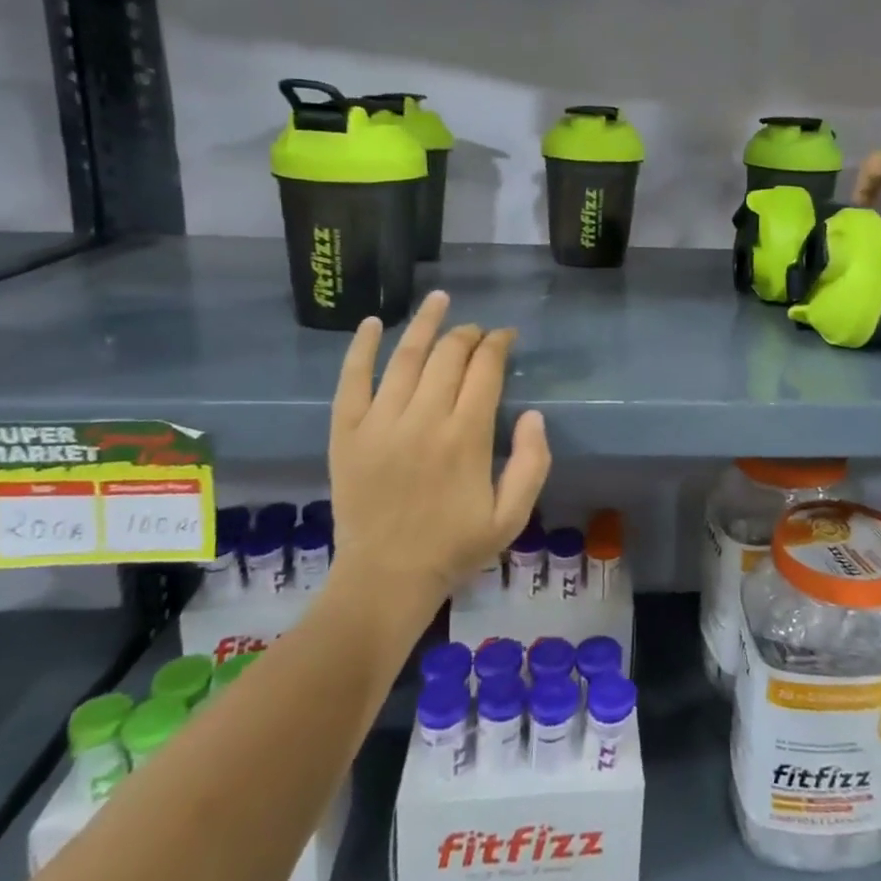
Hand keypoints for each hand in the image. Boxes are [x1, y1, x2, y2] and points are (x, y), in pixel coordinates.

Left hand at [327, 292, 550, 605]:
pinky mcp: (347, 433)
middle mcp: (424, 419)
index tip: (506, 337)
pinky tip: (373, 323)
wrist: (386, 580)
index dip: (498, 344)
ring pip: (405, 357)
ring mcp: (380, 423)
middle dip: (468, 334)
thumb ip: (532, 462)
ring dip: (425, 323)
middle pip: (449, 355)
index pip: (486, 370)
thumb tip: (534, 414)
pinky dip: (361, 348)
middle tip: (478, 332)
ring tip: (439, 300)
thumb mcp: (513, 516)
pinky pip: (351, 380)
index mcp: (467, 436)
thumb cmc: (454, 548)